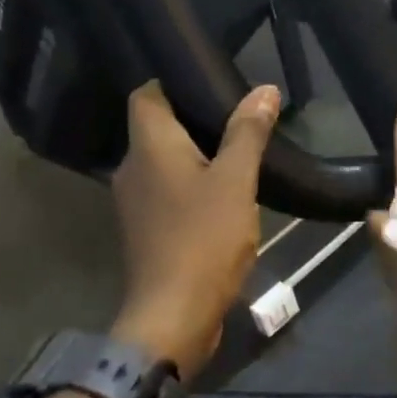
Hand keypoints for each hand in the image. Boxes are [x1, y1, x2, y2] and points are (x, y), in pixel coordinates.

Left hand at [110, 81, 279, 380]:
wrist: (173, 316)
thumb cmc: (203, 239)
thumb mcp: (235, 181)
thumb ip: (248, 133)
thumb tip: (264, 89)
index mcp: (148, 147)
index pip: (145, 94)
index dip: (172, 82)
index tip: (210, 81)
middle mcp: (132, 168)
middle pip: (156, 128)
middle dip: (192, 118)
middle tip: (235, 114)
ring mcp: (136, 203)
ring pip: (163, 162)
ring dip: (194, 155)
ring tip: (236, 151)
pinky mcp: (146, 231)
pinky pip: (167, 193)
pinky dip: (190, 186)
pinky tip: (223, 194)